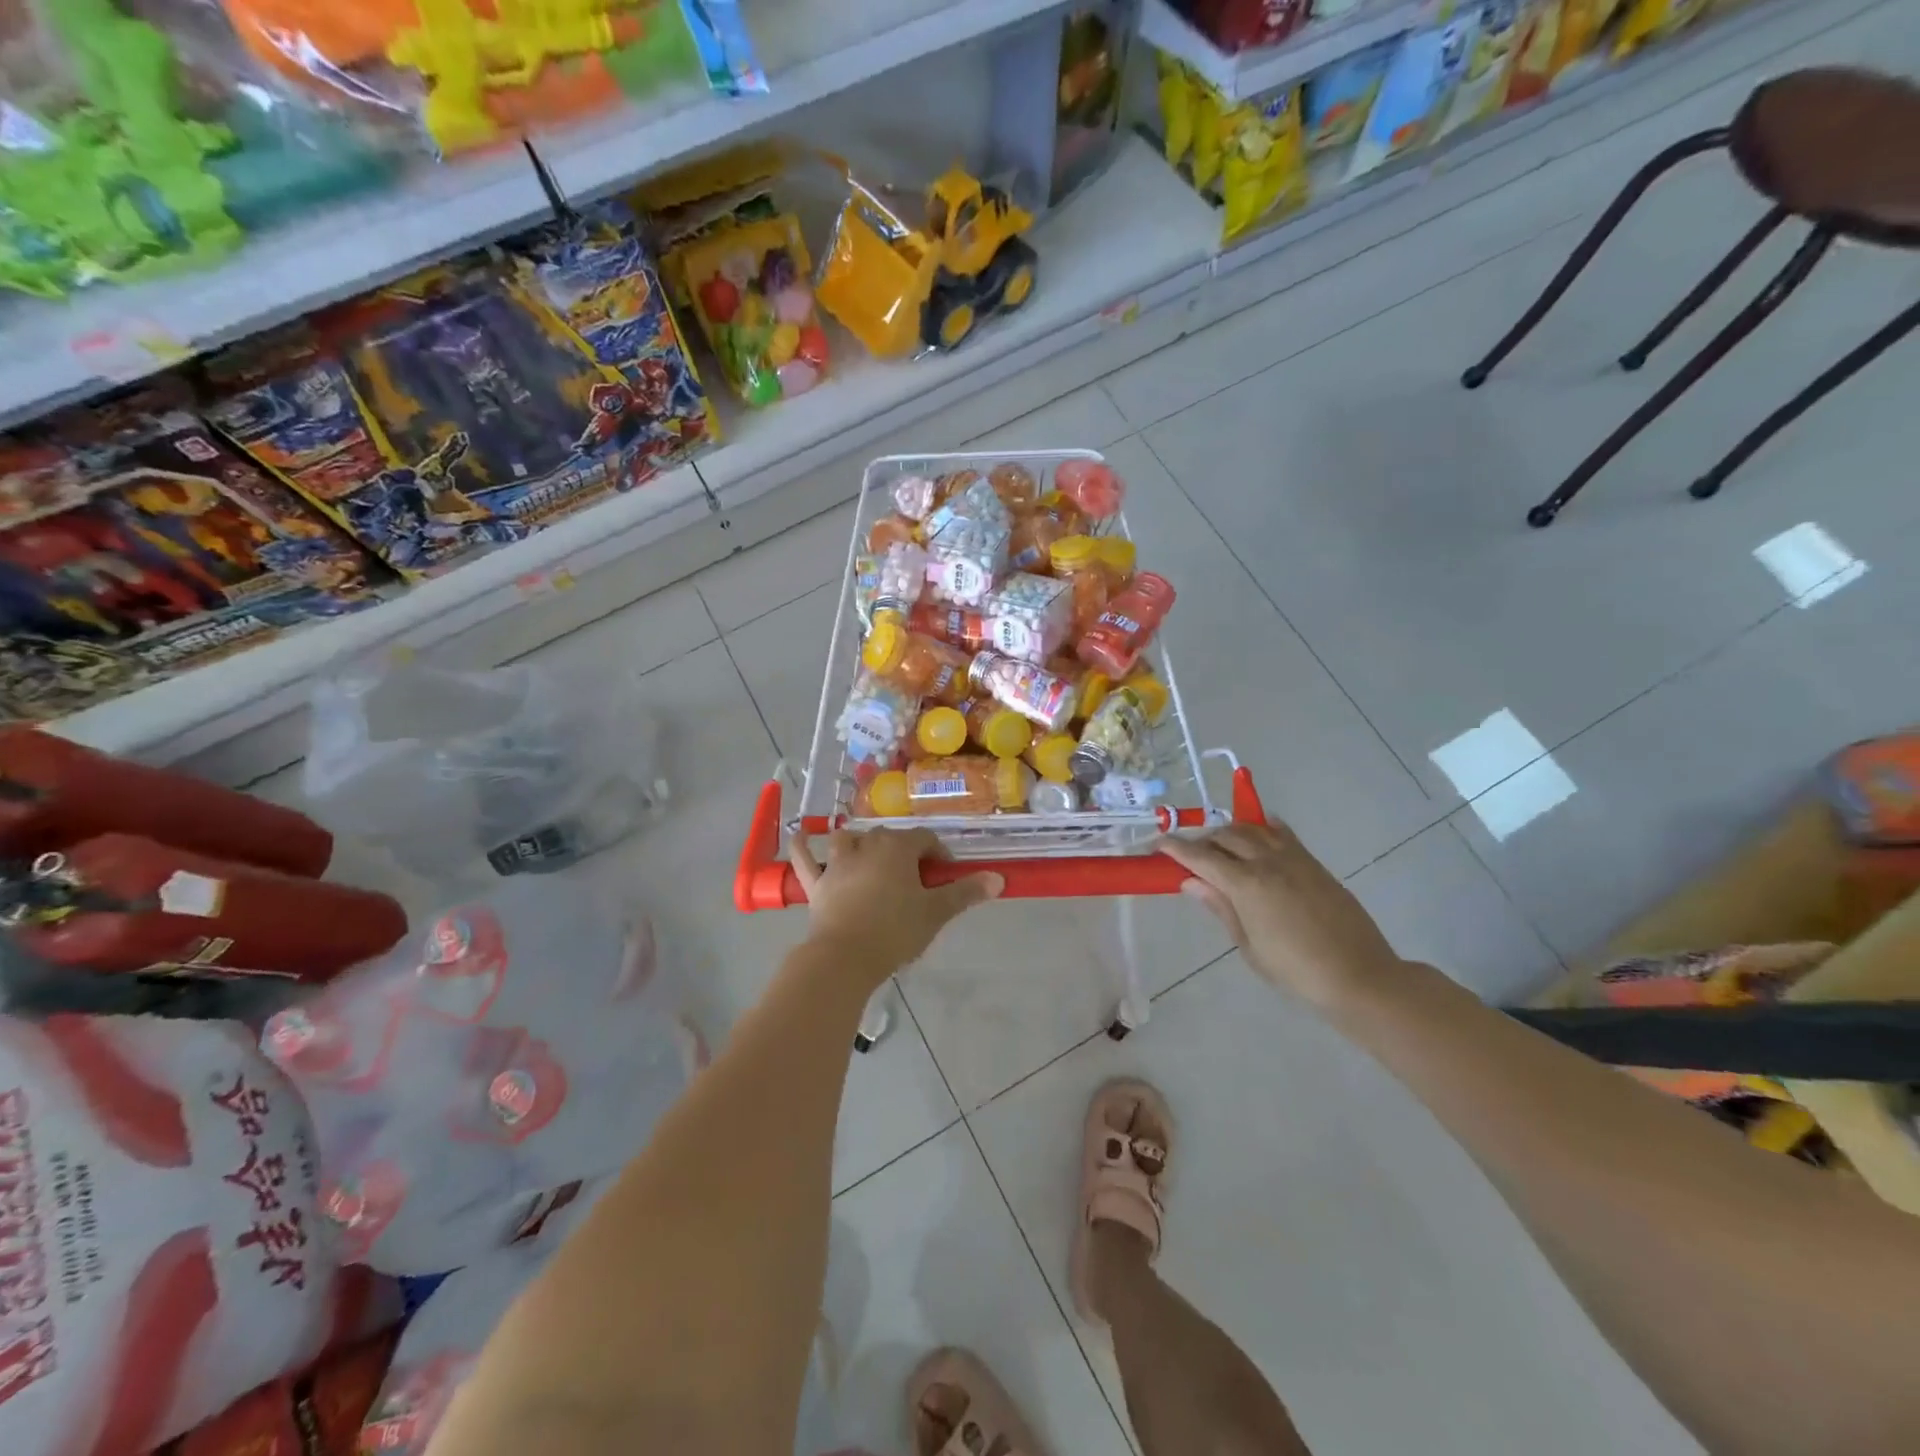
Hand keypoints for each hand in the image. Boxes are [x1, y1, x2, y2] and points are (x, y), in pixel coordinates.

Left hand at [790, 828, 1001, 977]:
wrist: (845, 957)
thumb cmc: (895, 931)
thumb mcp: (936, 912)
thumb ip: (966, 893)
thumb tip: (998, 878)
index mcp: (898, 848)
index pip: (924, 839)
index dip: (937, 854)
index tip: (944, 876)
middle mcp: (867, 846)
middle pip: (889, 837)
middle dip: (903, 850)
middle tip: (914, 878)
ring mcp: (837, 862)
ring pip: (848, 839)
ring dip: (859, 842)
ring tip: (868, 855)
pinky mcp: (816, 882)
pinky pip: (804, 858)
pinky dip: (802, 846)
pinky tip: (800, 836)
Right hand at [1161, 822, 1402, 1006]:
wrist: (1358, 976)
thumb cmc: (1296, 971)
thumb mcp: (1249, 946)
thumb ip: (1220, 907)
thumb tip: (1191, 881)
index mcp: (1246, 885)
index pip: (1200, 856)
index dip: (1175, 847)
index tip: (1157, 844)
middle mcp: (1267, 862)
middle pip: (1225, 836)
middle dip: (1202, 840)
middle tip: (1189, 855)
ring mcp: (1294, 858)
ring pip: (1252, 828)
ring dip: (1230, 832)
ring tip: (1219, 846)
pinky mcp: (1313, 862)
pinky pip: (1281, 833)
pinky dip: (1261, 828)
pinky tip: (1256, 835)